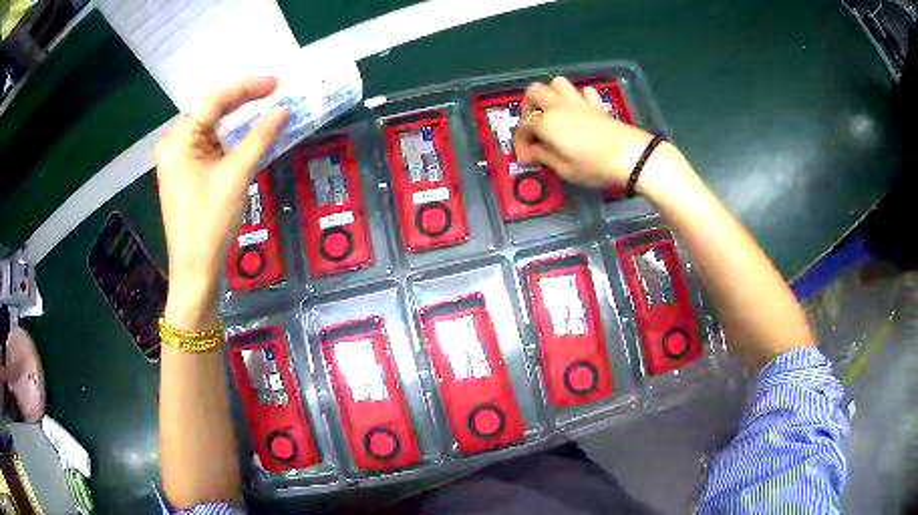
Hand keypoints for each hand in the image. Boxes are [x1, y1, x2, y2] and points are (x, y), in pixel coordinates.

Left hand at [155, 77, 289, 328]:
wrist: (195, 271)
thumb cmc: (210, 222)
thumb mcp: (237, 175)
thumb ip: (260, 136)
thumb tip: (284, 109)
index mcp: (179, 139)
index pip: (215, 100)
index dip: (247, 87)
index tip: (276, 83)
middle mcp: (173, 144)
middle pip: (210, 111)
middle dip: (241, 100)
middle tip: (273, 92)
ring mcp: (177, 160)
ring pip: (210, 128)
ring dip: (236, 119)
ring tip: (263, 107)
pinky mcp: (184, 174)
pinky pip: (208, 146)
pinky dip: (228, 139)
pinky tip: (245, 134)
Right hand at [513, 76, 656, 188]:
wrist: (630, 156)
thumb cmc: (594, 166)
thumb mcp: (564, 169)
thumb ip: (544, 157)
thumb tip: (530, 152)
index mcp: (546, 122)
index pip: (523, 126)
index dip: (521, 142)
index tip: (527, 158)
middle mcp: (558, 105)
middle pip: (534, 92)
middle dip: (528, 106)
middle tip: (534, 125)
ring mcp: (579, 101)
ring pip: (557, 83)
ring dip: (551, 94)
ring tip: (553, 112)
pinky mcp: (597, 104)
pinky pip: (583, 90)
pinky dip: (577, 97)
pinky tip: (579, 111)